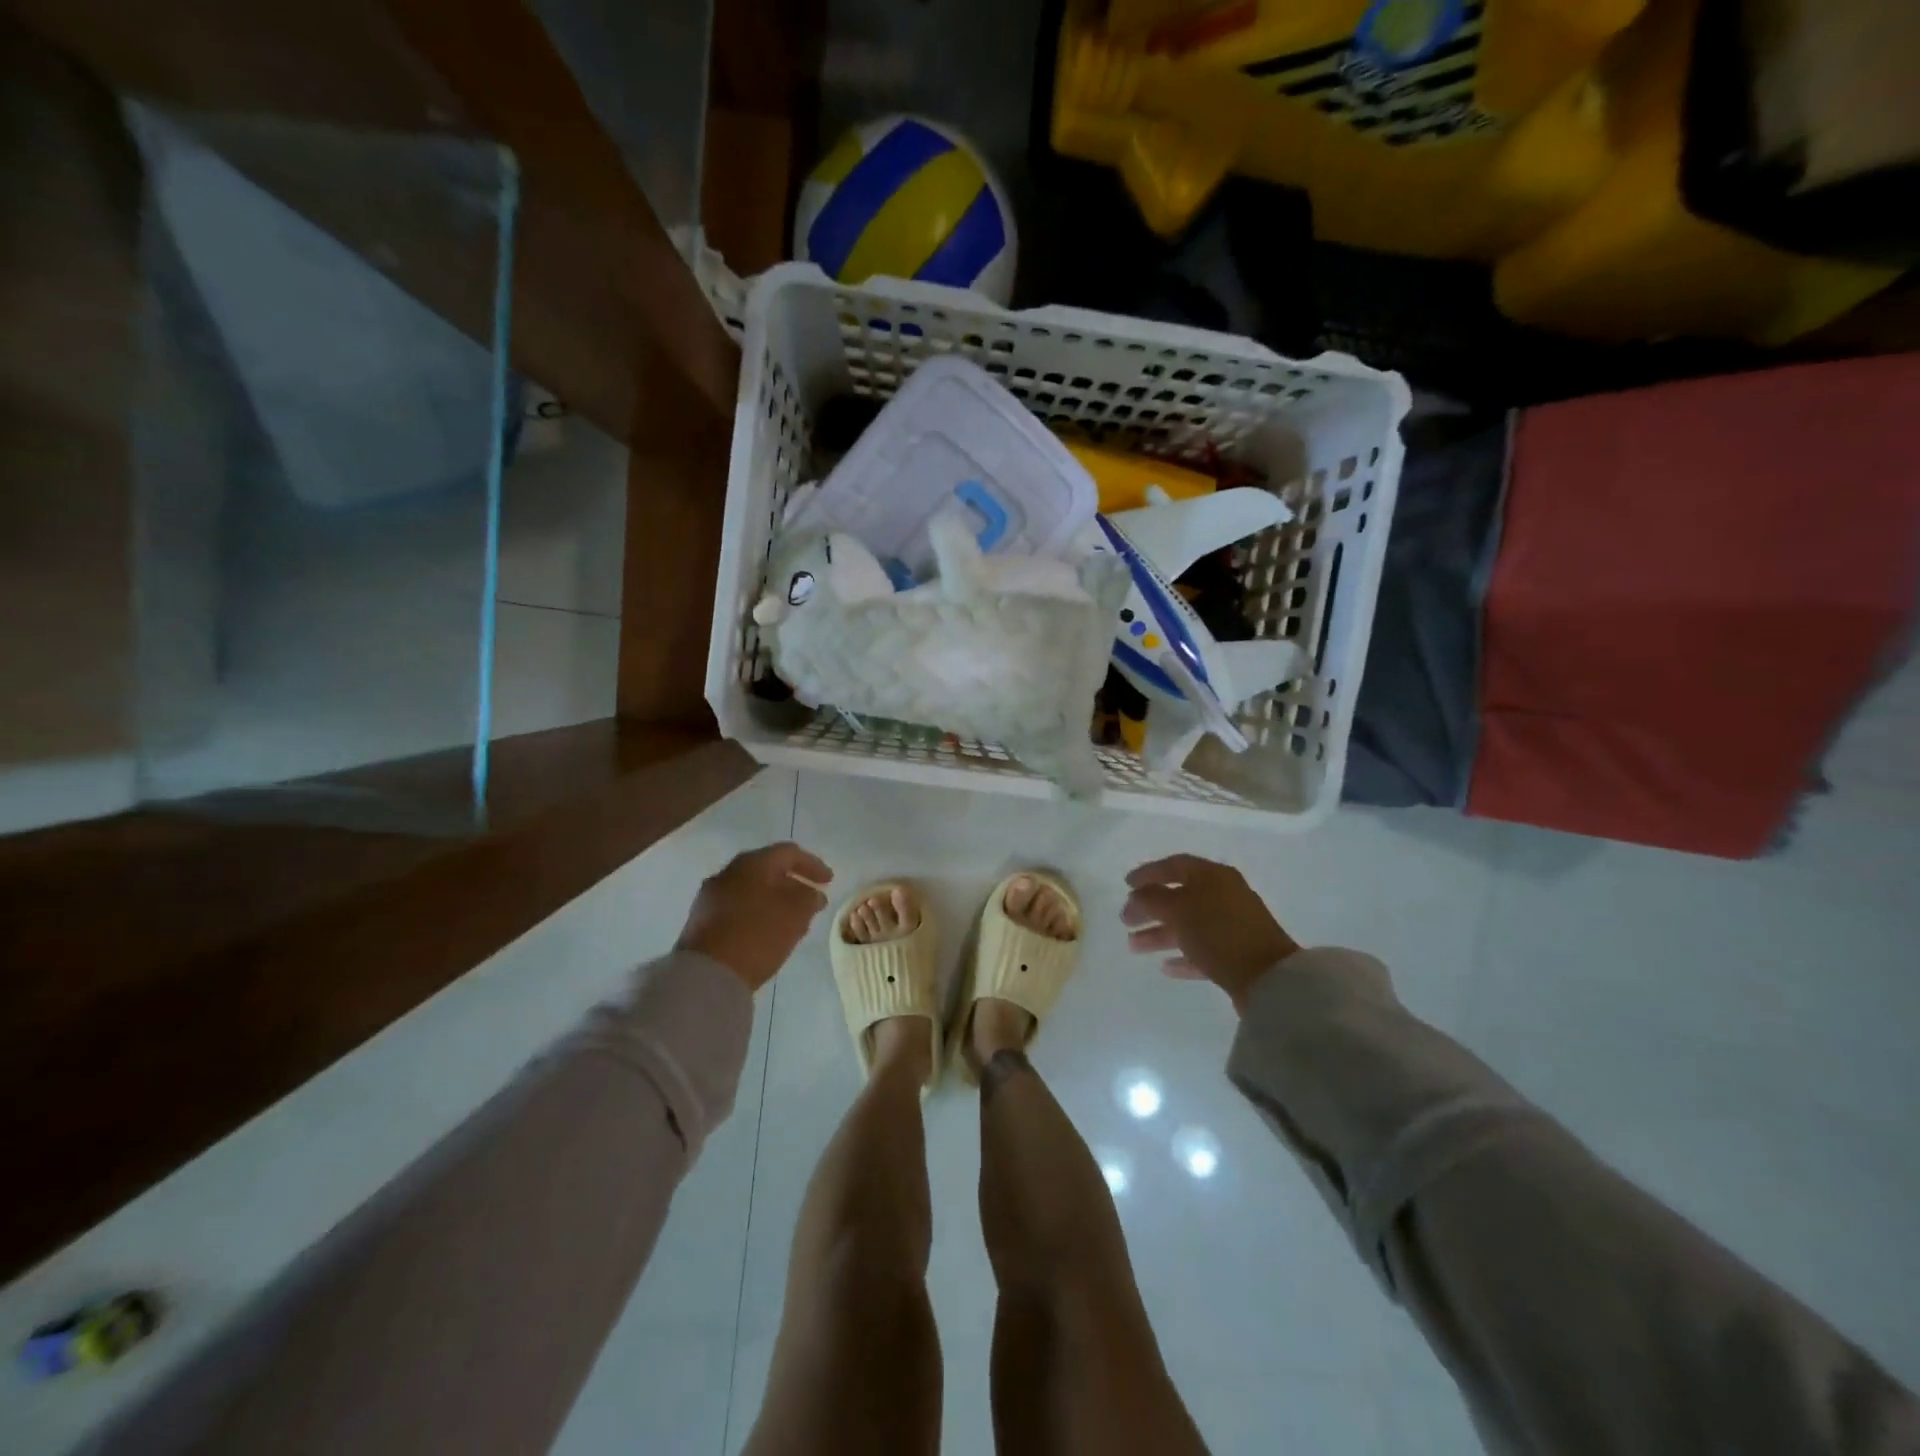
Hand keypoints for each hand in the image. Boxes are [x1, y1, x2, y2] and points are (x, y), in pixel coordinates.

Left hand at [676, 842, 833, 990]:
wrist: (705, 974)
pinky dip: (757, 914)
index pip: (789, 853)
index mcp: (753, 863)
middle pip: (767, 870)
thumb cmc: (758, 934)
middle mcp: (728, 872)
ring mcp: (711, 896)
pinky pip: (737, 908)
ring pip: (751, 890)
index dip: (813, 865)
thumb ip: (810, 898)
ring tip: (792, 921)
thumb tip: (812, 893)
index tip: (829, 882)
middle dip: (792, 884)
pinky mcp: (701, 921)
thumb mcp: (796, 914)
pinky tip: (766, 933)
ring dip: (774, 901)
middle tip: (810, 900)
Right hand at [1122, 854, 1299, 1009]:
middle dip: (1149, 908)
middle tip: (1125, 921)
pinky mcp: (1237, 954)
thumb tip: (1138, 895)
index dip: (1148, 873)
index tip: (1125, 885)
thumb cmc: (1219, 933)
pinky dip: (1182, 955)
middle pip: (1179, 896)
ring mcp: (1232, 925)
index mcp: (1213, 876)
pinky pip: (1203, 950)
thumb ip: (1152, 898)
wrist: (1269, 978)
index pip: (1174, 865)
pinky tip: (1165, 968)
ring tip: (1133, 947)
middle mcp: (1224, 895)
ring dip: (1160, 934)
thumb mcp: (1178, 910)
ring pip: (1188, 924)